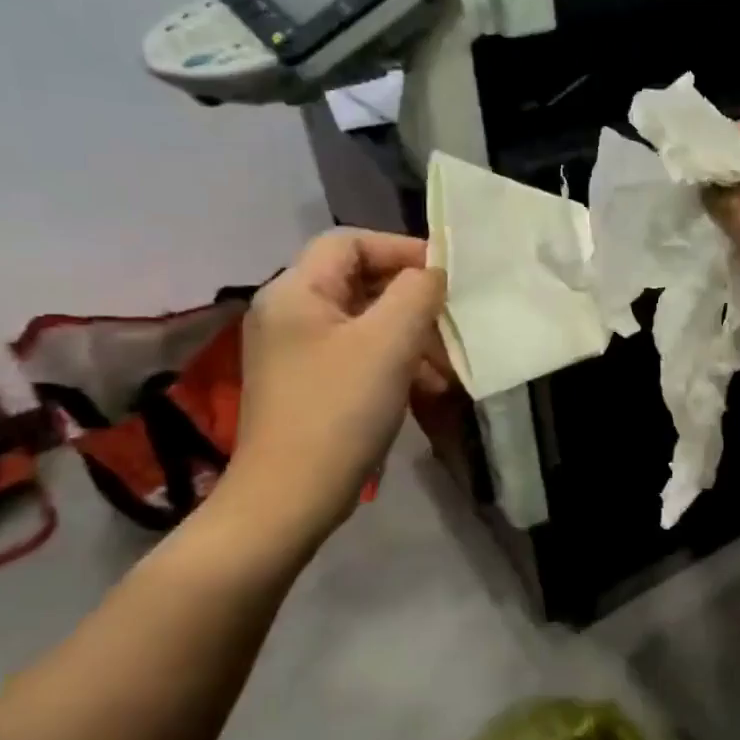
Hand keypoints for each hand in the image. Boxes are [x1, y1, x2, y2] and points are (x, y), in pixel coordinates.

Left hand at [223, 229, 447, 538]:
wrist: (290, 498)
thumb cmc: (340, 410)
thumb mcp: (388, 343)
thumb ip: (416, 293)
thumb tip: (432, 274)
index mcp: (296, 291)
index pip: (351, 242)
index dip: (401, 249)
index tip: (446, 276)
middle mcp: (289, 313)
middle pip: (360, 282)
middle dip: (412, 300)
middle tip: (451, 323)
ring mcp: (296, 352)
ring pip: (365, 322)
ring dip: (410, 336)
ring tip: (446, 366)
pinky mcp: (309, 385)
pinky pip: (359, 355)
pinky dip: (395, 363)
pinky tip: (426, 389)